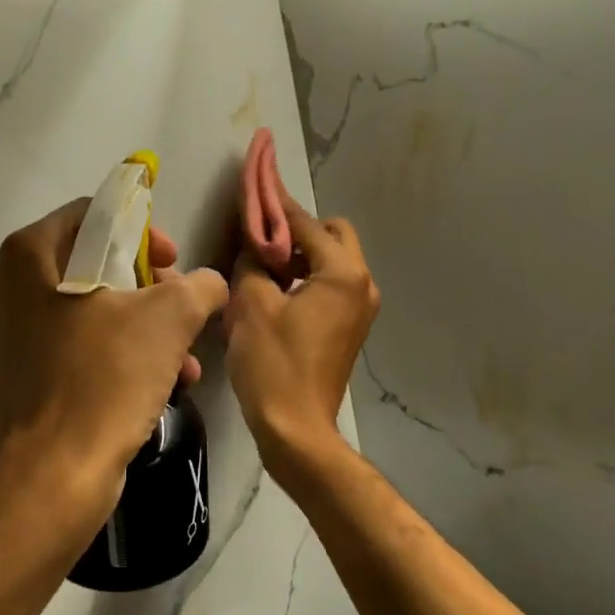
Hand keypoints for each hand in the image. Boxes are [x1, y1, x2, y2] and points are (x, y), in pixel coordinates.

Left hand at [0, 200, 229, 533]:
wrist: (55, 476)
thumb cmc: (105, 380)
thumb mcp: (170, 319)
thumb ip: (199, 286)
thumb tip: (209, 284)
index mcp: (29, 256)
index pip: (93, 216)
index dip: (142, 233)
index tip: (172, 263)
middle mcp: (5, 288)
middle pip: (90, 266)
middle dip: (146, 289)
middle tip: (178, 309)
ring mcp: (3, 336)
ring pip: (84, 312)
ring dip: (138, 329)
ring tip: (181, 359)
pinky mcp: (11, 378)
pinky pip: (69, 350)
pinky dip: (110, 357)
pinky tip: (152, 386)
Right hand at [224, 185, 378, 466]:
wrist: (296, 429)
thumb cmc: (273, 364)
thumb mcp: (253, 305)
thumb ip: (253, 263)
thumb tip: (254, 245)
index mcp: (342, 273)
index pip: (306, 223)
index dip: (276, 206)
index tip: (256, 186)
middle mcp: (361, 284)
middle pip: (332, 235)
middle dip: (297, 231)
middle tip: (260, 243)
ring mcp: (361, 308)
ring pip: (332, 261)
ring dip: (301, 256)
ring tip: (263, 268)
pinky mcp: (351, 328)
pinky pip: (331, 286)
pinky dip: (307, 279)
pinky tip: (276, 293)